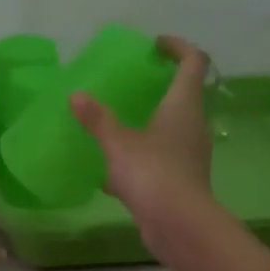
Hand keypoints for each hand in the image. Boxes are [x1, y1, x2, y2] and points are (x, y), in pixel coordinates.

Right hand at [69, 35, 213, 228]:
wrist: (179, 225)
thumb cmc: (153, 173)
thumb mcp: (117, 143)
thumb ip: (97, 119)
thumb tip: (76, 96)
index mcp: (183, 106)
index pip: (193, 63)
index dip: (178, 48)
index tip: (156, 45)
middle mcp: (192, 125)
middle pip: (184, 95)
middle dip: (159, 86)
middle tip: (132, 83)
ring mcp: (188, 154)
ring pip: (170, 128)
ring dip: (148, 122)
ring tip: (117, 125)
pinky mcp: (180, 179)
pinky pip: (159, 158)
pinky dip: (139, 157)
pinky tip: (112, 173)